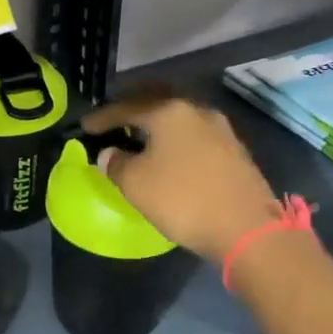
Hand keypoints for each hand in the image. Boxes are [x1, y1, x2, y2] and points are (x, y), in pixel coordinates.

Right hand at [83, 91, 282, 260]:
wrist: (247, 229)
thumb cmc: (183, 200)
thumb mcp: (135, 184)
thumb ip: (116, 164)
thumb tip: (110, 154)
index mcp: (169, 111)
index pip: (126, 107)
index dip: (102, 118)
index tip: (85, 127)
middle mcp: (197, 111)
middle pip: (156, 104)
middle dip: (133, 113)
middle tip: (114, 125)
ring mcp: (221, 130)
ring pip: (179, 120)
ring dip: (157, 128)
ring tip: (139, 141)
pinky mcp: (235, 152)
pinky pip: (195, 137)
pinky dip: (176, 141)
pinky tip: (169, 156)